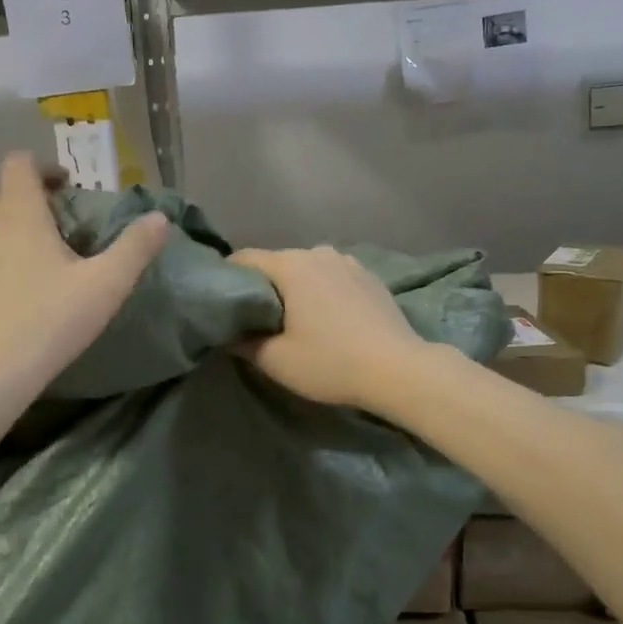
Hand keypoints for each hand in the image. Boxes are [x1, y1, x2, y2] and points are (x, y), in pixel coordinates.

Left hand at [0, 154, 168, 396]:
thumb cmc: (50, 320)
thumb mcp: (106, 284)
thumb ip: (135, 248)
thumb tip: (160, 218)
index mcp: (19, 214)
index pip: (18, 164)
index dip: (44, 167)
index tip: (70, 187)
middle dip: (24, 191)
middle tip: (57, 214)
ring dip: (10, 220)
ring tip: (43, 249)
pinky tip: (23, 282)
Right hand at [230, 246, 429, 411]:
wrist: (400, 370)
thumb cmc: (331, 362)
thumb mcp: (276, 361)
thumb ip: (243, 343)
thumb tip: (228, 333)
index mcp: (290, 265)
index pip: (244, 259)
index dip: (227, 279)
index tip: (222, 303)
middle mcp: (318, 253)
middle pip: (276, 263)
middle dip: (262, 286)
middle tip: (255, 319)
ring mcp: (348, 261)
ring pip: (306, 269)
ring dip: (295, 288)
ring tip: (293, 318)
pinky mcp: (369, 276)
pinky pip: (332, 277)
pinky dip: (322, 291)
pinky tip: (327, 317)